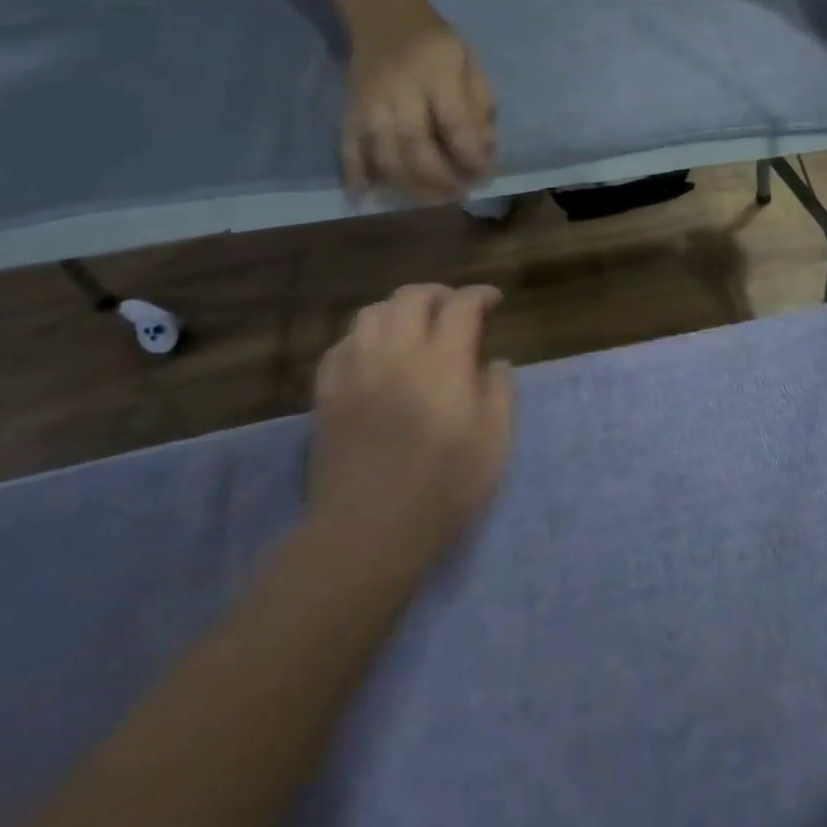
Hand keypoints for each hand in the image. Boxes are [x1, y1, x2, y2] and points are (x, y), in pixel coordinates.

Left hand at [311, 284, 514, 559]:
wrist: (367, 532)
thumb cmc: (443, 486)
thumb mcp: (494, 440)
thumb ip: (500, 391)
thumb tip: (495, 362)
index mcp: (443, 361)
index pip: (461, 305)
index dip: (480, 295)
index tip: (493, 301)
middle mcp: (396, 353)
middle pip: (411, 297)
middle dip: (438, 295)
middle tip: (454, 310)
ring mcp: (355, 371)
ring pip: (370, 314)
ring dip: (398, 311)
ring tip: (413, 328)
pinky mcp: (326, 394)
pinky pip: (340, 346)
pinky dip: (363, 338)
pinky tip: (375, 356)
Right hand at [343, 16, 495, 198]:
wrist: (385, 15)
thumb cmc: (438, 44)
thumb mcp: (470, 62)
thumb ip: (480, 104)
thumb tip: (486, 148)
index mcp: (436, 76)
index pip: (455, 125)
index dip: (472, 156)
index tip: (486, 175)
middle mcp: (399, 92)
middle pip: (417, 147)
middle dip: (441, 178)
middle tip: (460, 196)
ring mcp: (369, 104)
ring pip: (385, 155)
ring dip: (409, 185)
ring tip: (431, 201)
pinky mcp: (349, 111)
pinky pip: (348, 147)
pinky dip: (355, 174)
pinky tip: (365, 197)